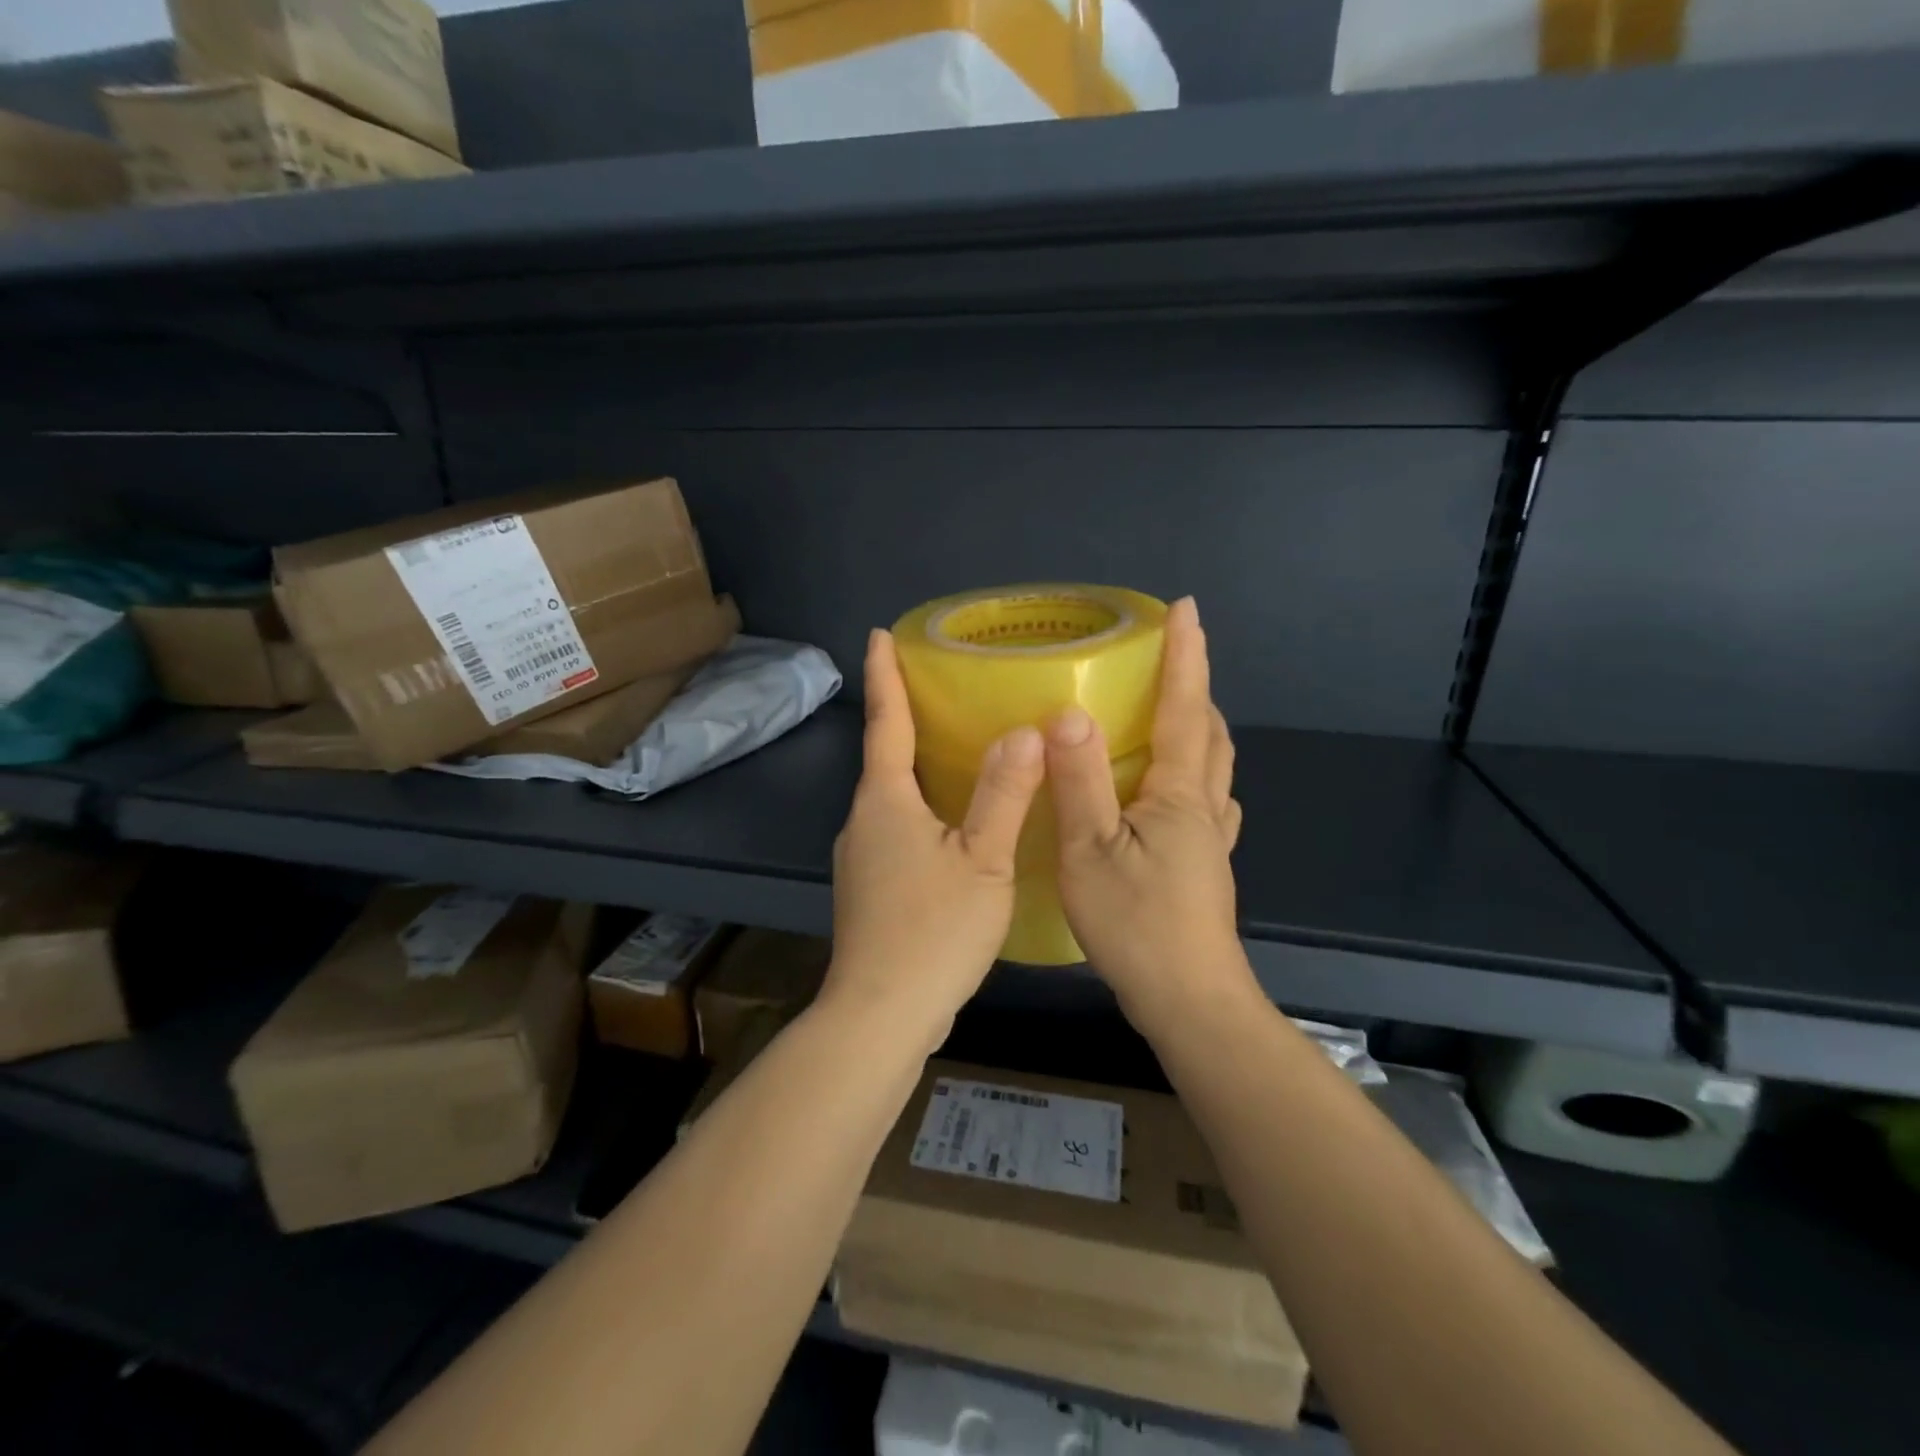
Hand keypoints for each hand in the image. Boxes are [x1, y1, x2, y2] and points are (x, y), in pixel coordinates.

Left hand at [826, 629, 1045, 1041]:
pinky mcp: (870, 888)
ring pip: (891, 797)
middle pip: (885, 758)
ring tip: (956, 749)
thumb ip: (1004, 795)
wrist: (882, 1014)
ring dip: (916, 768)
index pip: (885, 722)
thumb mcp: (982, 860)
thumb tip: (1024, 731)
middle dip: (906, 719)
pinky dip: (921, 809)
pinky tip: (952, 823)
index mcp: (885, 801)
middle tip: (940, 688)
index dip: (884, 676)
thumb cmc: (933, 931)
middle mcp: (863, 821)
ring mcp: (861, 858)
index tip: (878, 634)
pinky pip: (896, 828)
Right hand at [1045, 597, 1257, 1032]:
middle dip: (1195, 686)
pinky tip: (1175, 789)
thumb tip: (1070, 713)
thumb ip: (1081, 782)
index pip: (1184, 709)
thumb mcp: (1091, 852)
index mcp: (1178, 793)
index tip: (1186, 608)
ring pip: (1213, 767)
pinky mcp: (1205, 865)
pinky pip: (1206, 800)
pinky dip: (1195, 773)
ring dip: (1199, 727)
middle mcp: (1203, 806)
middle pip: (1210, 732)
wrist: (1188, 1000)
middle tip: (1171, 657)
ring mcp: (1210, 838)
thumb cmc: (1137, 925)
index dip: (1185, 657)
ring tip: (1171, 710)